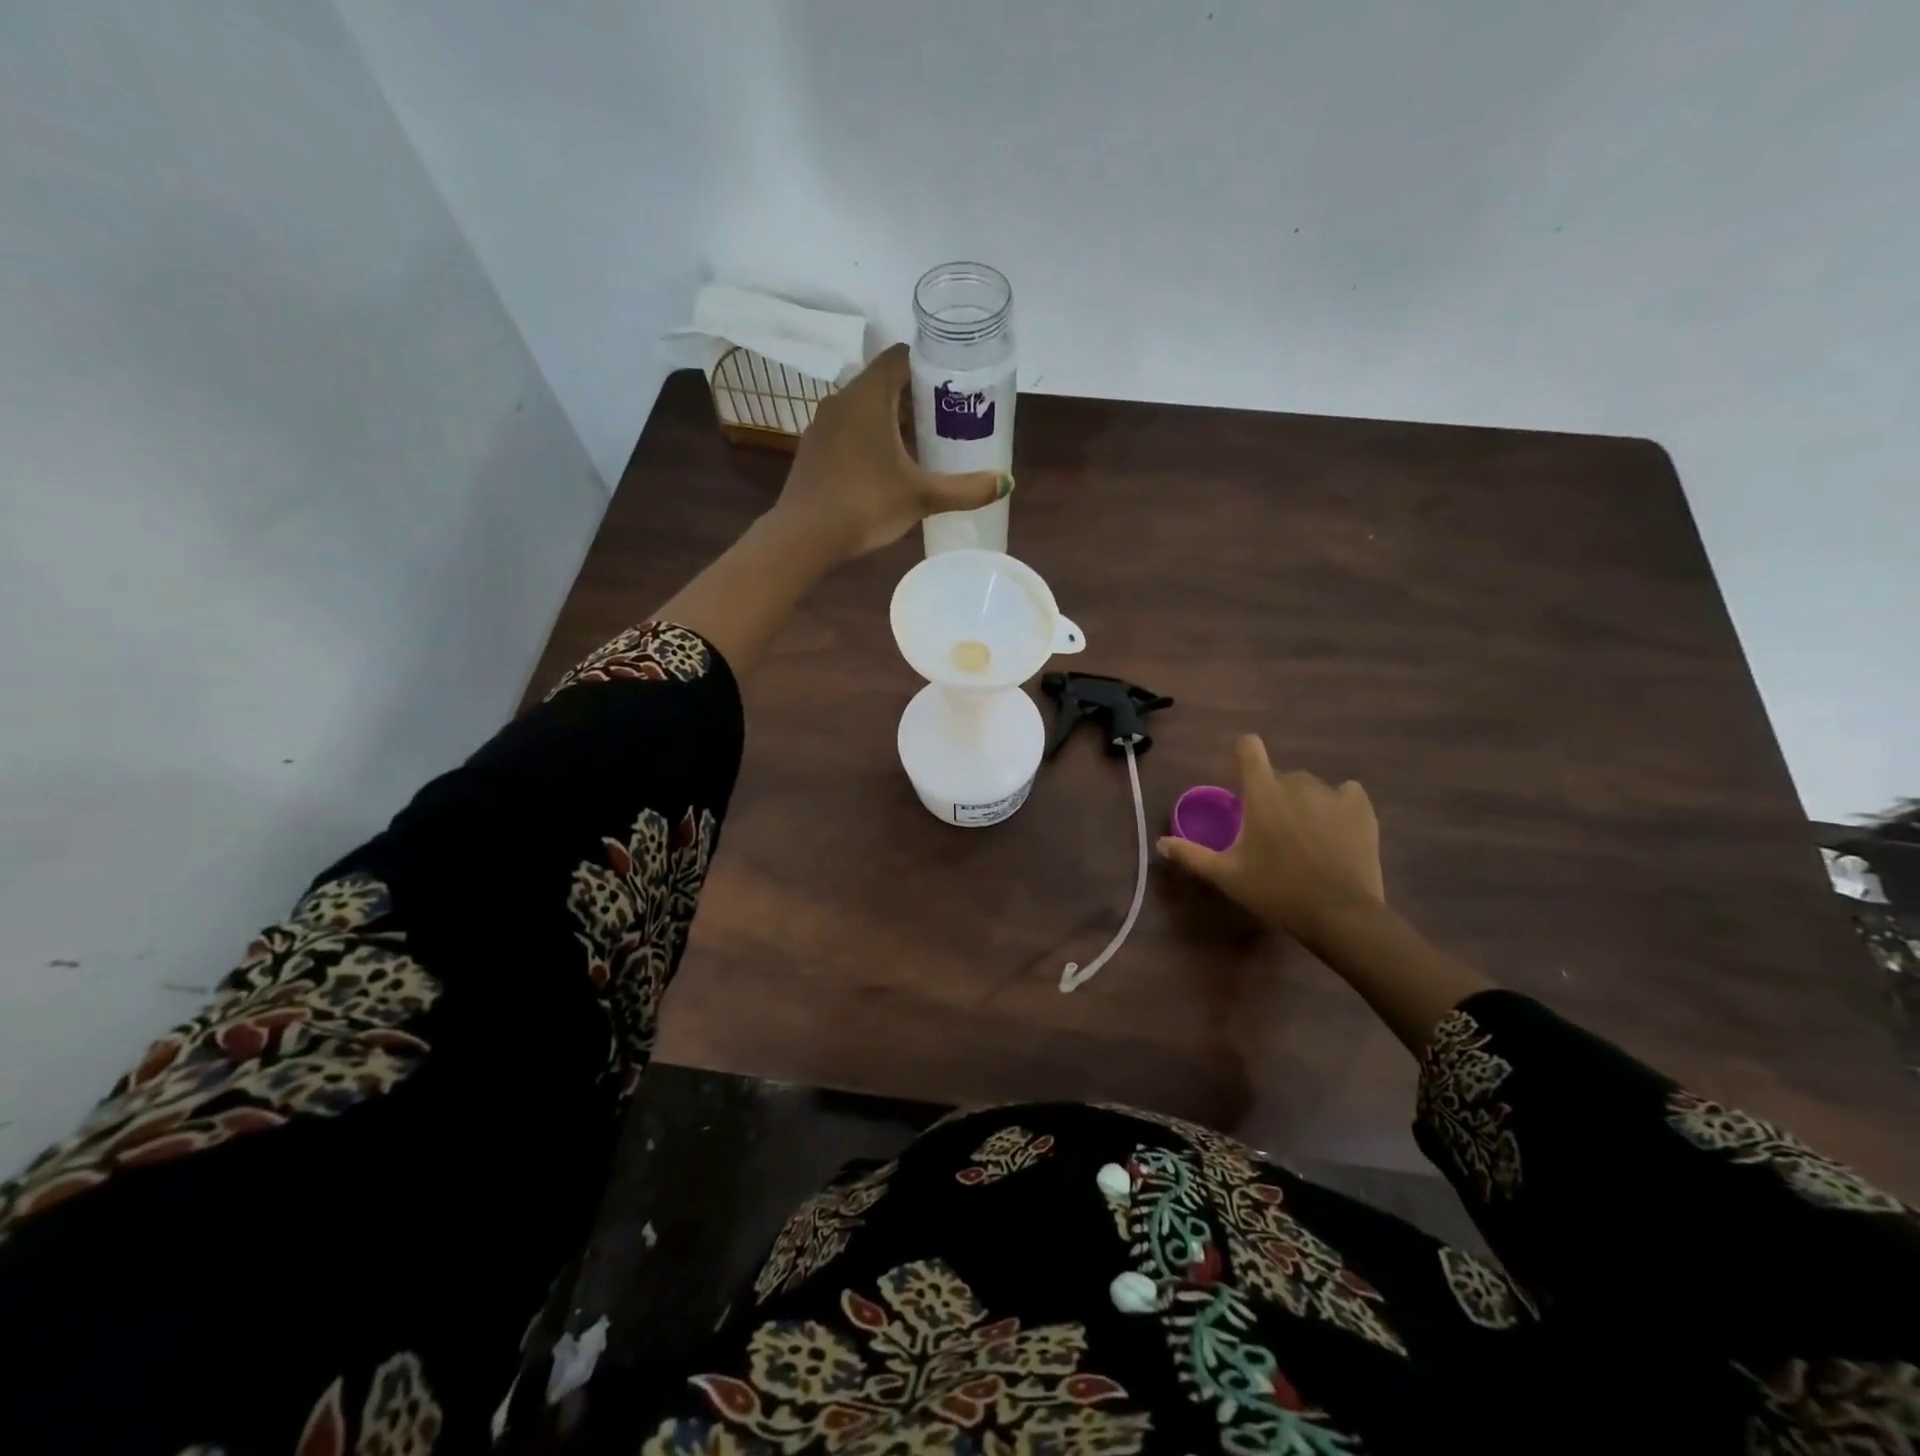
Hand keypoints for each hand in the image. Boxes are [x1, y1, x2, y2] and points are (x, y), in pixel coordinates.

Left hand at [773, 343, 1007, 561]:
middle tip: (944, 420)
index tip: (951, 387)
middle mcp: (841, 399)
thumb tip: (1005, 483)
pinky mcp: (812, 449)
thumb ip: (964, 489)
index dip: (928, 366)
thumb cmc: (866, 504)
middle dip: (915, 398)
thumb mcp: (921, 497)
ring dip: (892, 420)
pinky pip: (848, 430)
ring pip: (864, 408)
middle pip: (883, 382)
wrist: (804, 536)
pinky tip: (885, 469)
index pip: (900, 356)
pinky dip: (869, 438)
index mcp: (868, 395)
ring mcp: (822, 425)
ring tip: (920, 447)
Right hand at [1158, 735, 1385, 943]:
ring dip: (1304, 803)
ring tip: (1307, 837)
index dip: (1243, 754)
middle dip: (1273, 795)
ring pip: (1311, 787)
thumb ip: (1192, 855)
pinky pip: (1346, 793)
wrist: (1339, 914)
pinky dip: (1339, 805)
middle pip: (1279, 775)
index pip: (1249, 748)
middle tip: (1272, 831)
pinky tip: (1336, 830)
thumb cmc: (1276, 890)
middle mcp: (1296, 782)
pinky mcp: (1361, 807)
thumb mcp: (1227, 875)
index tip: (1241, 776)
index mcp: (1262, 792)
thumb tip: (1160, 844)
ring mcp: (1332, 793)